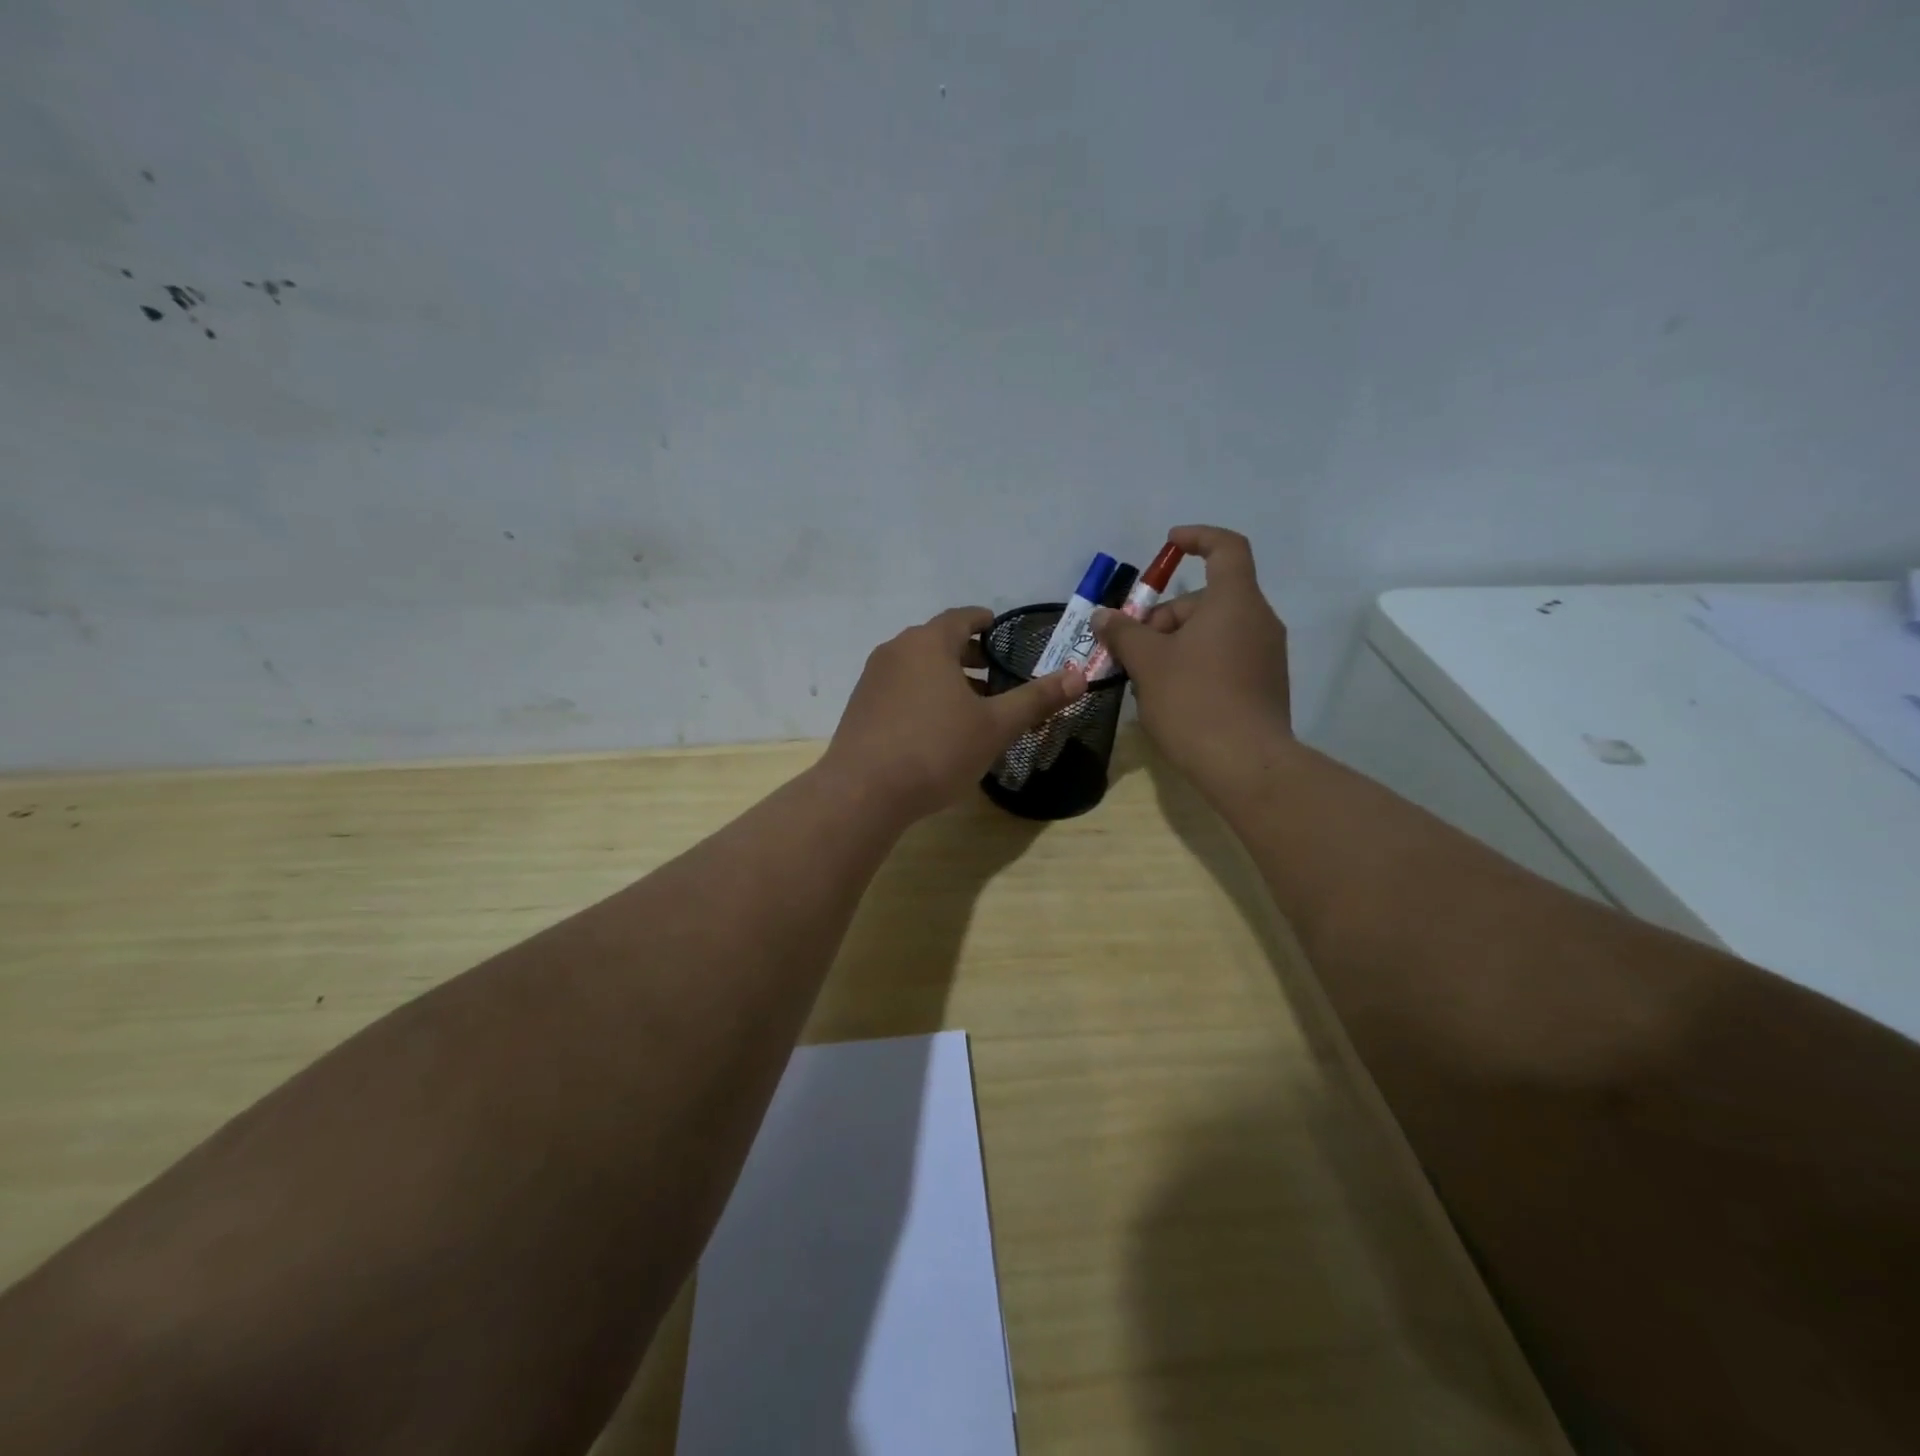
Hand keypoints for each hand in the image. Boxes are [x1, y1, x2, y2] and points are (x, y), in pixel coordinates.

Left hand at [822, 607, 1086, 823]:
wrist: (863, 792)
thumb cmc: (936, 749)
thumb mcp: (995, 726)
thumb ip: (1036, 699)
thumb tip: (1079, 676)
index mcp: (928, 643)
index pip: (960, 618)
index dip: (984, 621)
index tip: (999, 630)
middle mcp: (895, 651)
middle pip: (937, 642)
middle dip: (968, 655)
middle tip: (995, 674)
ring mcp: (872, 679)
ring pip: (917, 667)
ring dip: (945, 678)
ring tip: (971, 705)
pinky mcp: (860, 708)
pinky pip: (899, 689)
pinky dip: (922, 695)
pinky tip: (936, 728)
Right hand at [1091, 525, 1293, 794]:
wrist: (1245, 764)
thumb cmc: (1194, 701)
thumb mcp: (1147, 663)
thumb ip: (1123, 633)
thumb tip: (1103, 616)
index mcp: (1234, 602)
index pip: (1226, 548)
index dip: (1198, 538)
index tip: (1169, 545)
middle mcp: (1258, 620)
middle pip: (1207, 599)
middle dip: (1164, 617)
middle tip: (1131, 649)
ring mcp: (1266, 654)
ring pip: (1213, 631)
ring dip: (1175, 644)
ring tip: (1144, 678)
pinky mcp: (1264, 684)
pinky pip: (1225, 657)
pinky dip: (1196, 663)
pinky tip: (1170, 696)